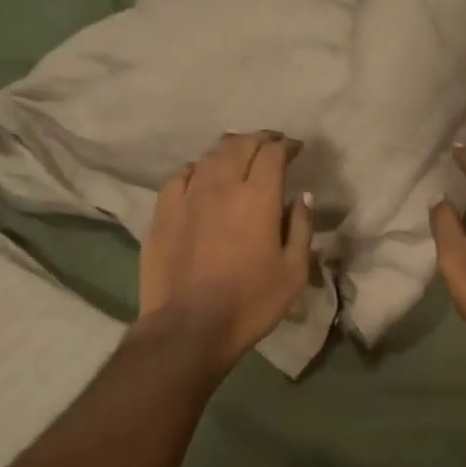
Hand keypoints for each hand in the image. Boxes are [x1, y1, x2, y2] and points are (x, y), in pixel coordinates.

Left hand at [138, 132, 313, 370]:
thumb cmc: (250, 303)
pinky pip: (181, 175)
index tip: (296, 149)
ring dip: (229, 149)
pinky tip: (201, 175)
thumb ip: (300, 228)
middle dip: (259, 139)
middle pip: (240, 145)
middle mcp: (222, 186)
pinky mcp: (162, 212)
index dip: (286, 146)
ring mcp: (187, 196)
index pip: (273, 154)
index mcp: (258, 197)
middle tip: (271, 144)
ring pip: (209, 156)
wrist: (188, 327)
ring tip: (239, 152)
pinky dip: (197, 168)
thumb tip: (303, 197)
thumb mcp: (293, 272)